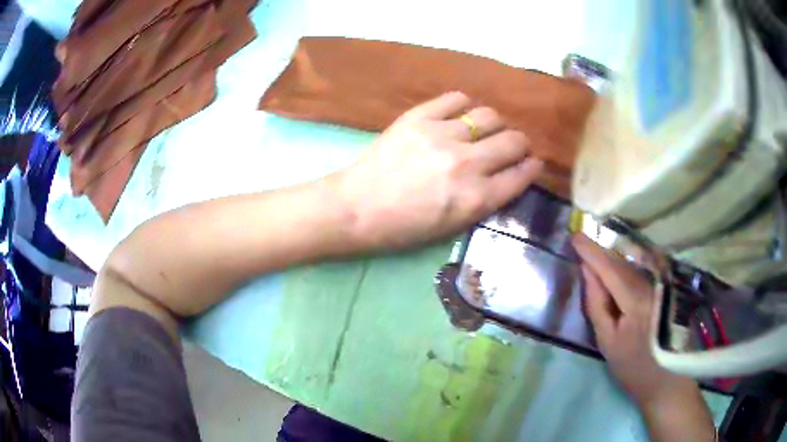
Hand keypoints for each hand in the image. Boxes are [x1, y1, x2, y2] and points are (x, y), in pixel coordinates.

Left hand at [337, 92, 543, 248]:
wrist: (356, 209)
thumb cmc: (404, 227)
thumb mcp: (453, 226)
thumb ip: (486, 200)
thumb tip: (509, 173)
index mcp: (475, 199)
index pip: (521, 174)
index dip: (531, 167)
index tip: (532, 162)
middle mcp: (467, 164)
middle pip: (513, 140)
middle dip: (519, 144)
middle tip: (511, 146)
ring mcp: (442, 136)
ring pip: (489, 115)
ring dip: (494, 124)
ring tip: (484, 130)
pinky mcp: (419, 117)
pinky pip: (456, 98)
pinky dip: (464, 105)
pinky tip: (459, 115)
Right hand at [573, 234, 714, 440]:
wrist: (665, 377)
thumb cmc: (632, 365)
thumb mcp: (607, 341)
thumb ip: (597, 303)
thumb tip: (587, 270)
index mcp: (637, 302)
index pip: (612, 269)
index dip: (593, 252)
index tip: (575, 237)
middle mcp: (653, 286)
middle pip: (624, 262)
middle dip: (602, 252)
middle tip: (582, 243)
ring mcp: (663, 285)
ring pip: (634, 263)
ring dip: (614, 257)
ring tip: (596, 253)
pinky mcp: (667, 287)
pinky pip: (643, 269)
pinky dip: (628, 264)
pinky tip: (618, 264)